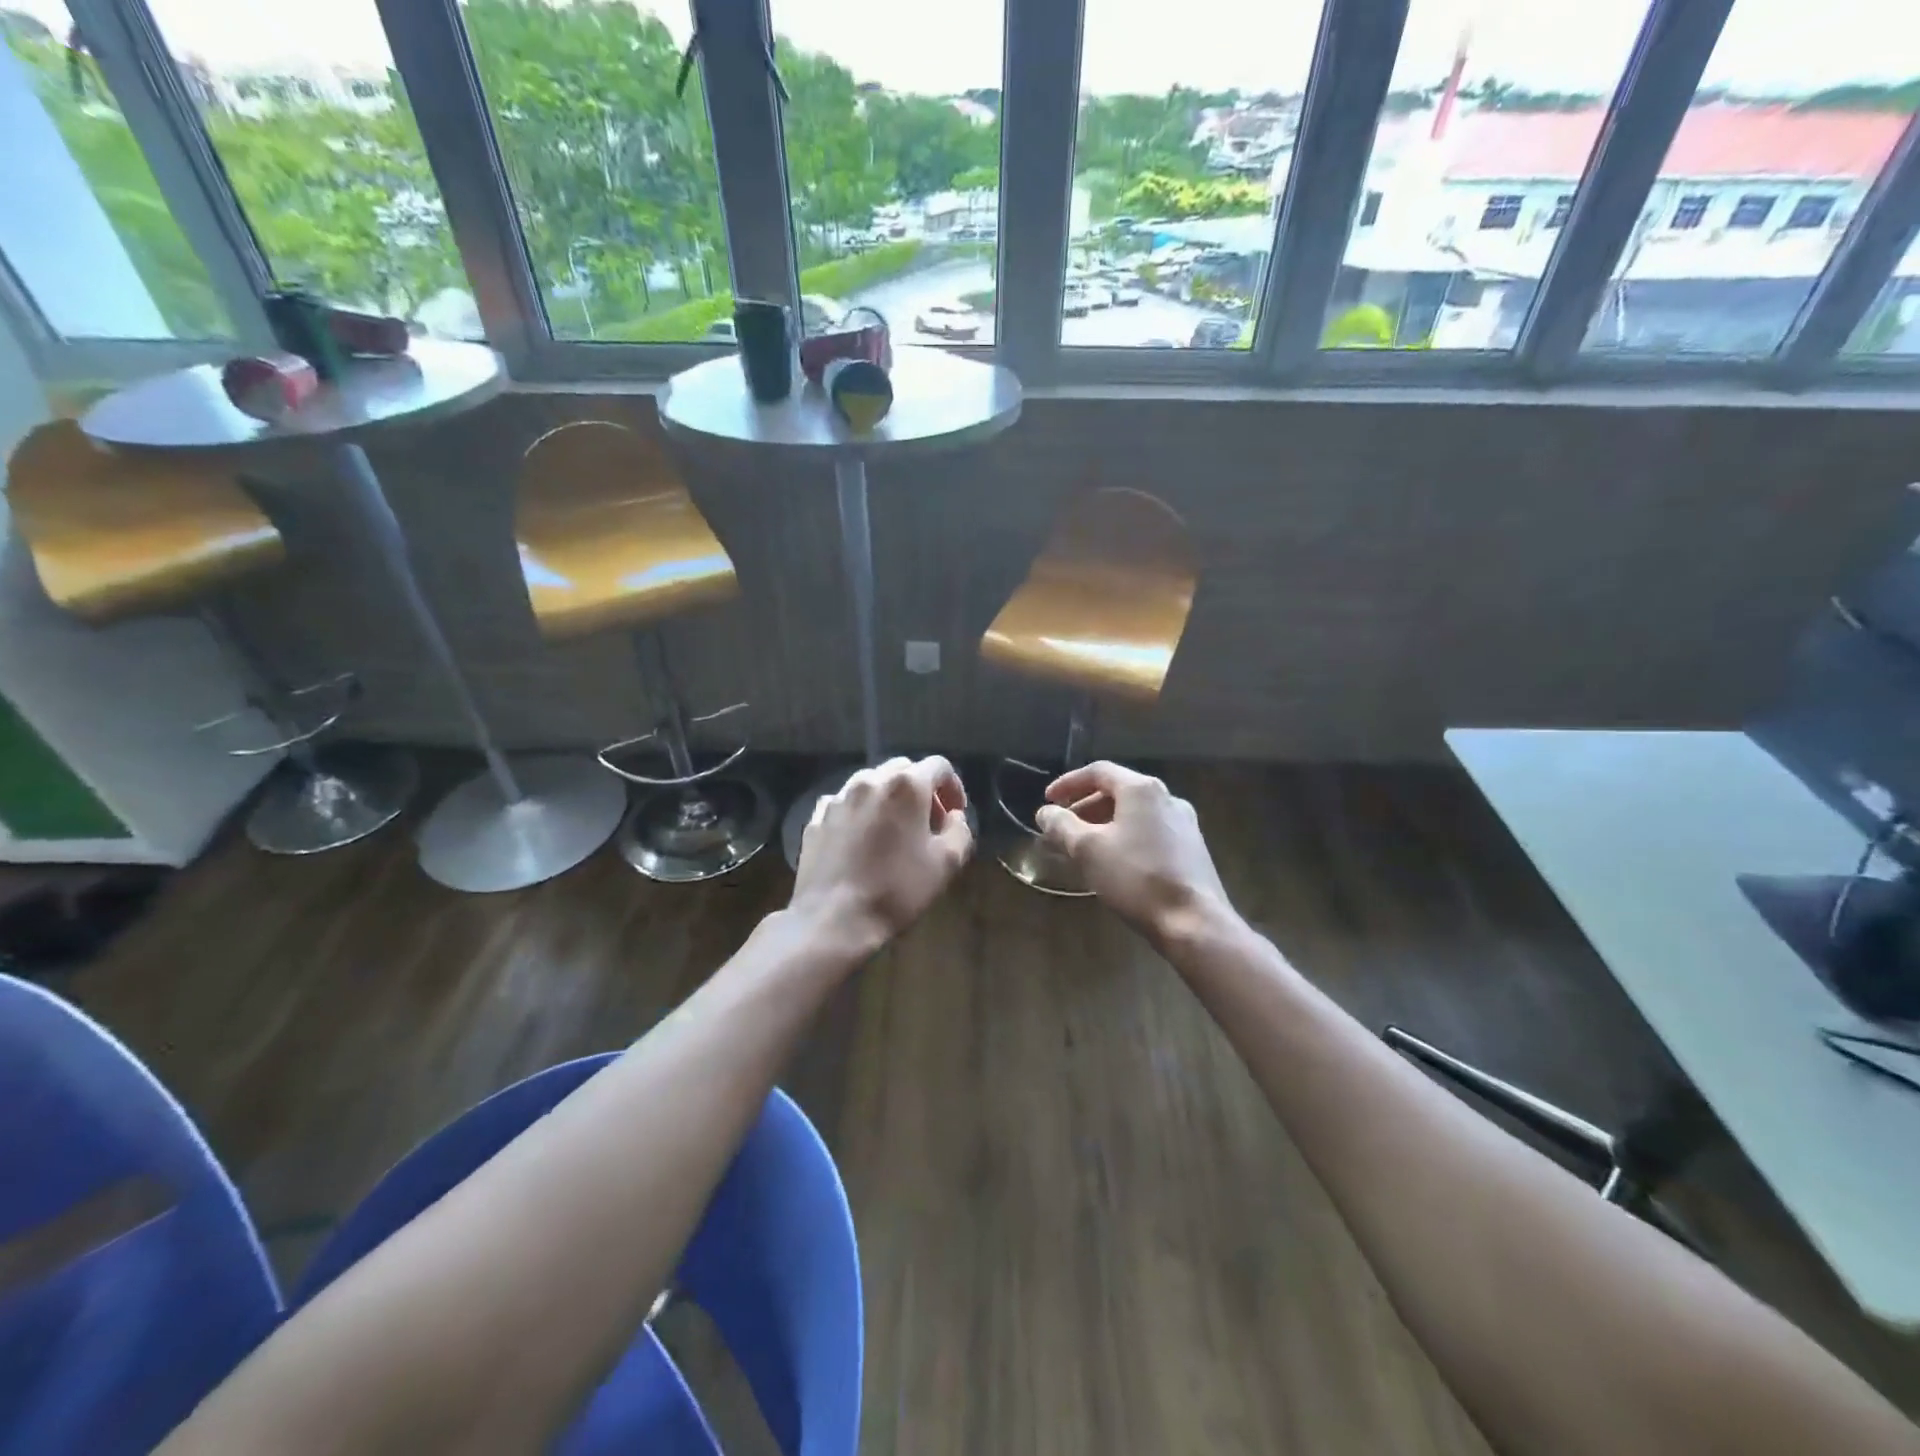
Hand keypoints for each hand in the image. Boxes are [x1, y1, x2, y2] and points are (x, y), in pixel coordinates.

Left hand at [791, 756, 972, 954]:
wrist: (832, 918)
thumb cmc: (896, 889)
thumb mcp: (947, 864)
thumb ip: (960, 830)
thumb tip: (954, 817)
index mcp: (906, 785)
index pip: (939, 766)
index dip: (953, 787)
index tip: (955, 814)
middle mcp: (870, 780)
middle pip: (903, 769)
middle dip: (921, 790)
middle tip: (928, 822)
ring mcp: (839, 797)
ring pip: (871, 783)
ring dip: (889, 799)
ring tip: (893, 830)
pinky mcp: (817, 817)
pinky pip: (846, 804)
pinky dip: (861, 812)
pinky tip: (862, 841)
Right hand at [1035, 762, 1231, 946]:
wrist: (1194, 922)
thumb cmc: (1136, 878)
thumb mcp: (1088, 850)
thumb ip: (1062, 826)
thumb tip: (1046, 813)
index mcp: (1142, 790)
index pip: (1098, 771)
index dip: (1068, 783)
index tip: (1048, 801)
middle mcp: (1167, 798)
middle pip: (1118, 791)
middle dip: (1085, 806)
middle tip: (1062, 826)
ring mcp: (1184, 823)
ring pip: (1135, 813)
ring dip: (1104, 823)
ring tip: (1083, 846)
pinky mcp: (1192, 848)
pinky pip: (1150, 831)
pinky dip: (1125, 836)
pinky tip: (1115, 861)